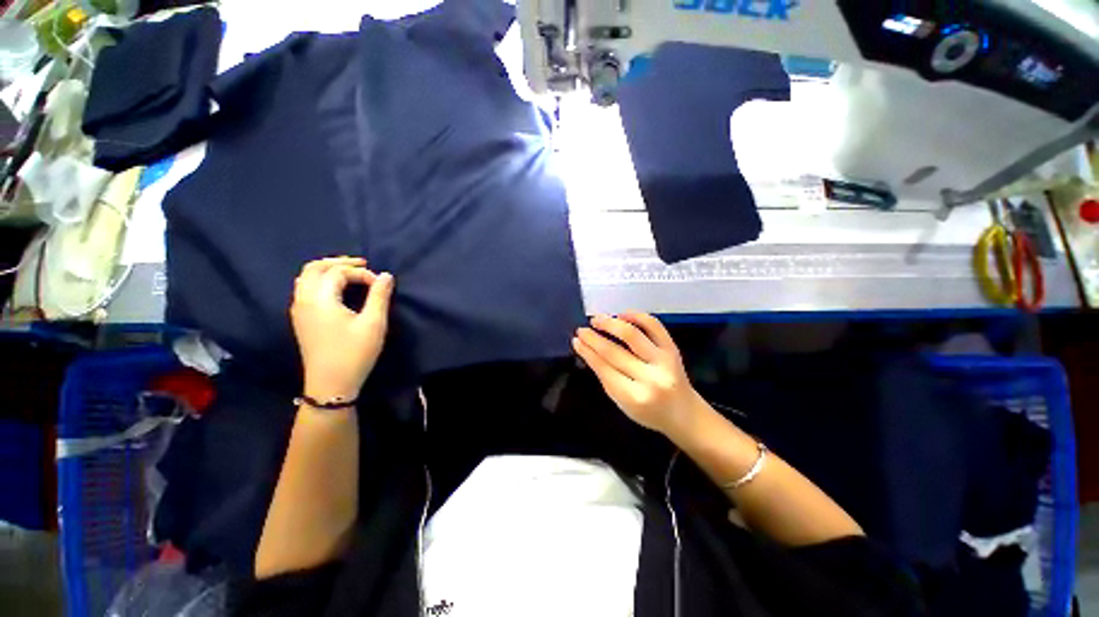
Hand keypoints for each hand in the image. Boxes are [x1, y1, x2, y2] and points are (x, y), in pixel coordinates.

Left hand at [291, 257, 394, 400]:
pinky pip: (305, 289)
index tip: (380, 284)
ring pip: (306, 278)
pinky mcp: (301, 319)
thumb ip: (379, 296)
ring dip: (327, 270)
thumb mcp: (373, 323)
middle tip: (363, 264)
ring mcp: (299, 310)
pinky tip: (337, 289)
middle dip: (339, 262)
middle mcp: (304, 300)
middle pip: (314, 268)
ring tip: (350, 273)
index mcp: (320, 299)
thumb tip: (386, 275)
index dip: (361, 273)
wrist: (331, 384)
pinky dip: (320, 281)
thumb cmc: (354, 352)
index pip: (338, 273)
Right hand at [573, 312, 702, 437]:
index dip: (587, 352)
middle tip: (582, 330)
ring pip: (632, 335)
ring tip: (597, 319)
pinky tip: (621, 314)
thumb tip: (586, 349)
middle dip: (594, 338)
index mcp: (635, 397)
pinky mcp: (673, 349)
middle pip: (615, 352)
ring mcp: (664, 361)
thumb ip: (605, 376)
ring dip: (611, 323)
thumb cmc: (648, 412)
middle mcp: (651, 378)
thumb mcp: (622, 402)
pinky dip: (637, 316)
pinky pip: (654, 326)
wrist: (684, 412)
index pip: (604, 368)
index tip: (576, 340)